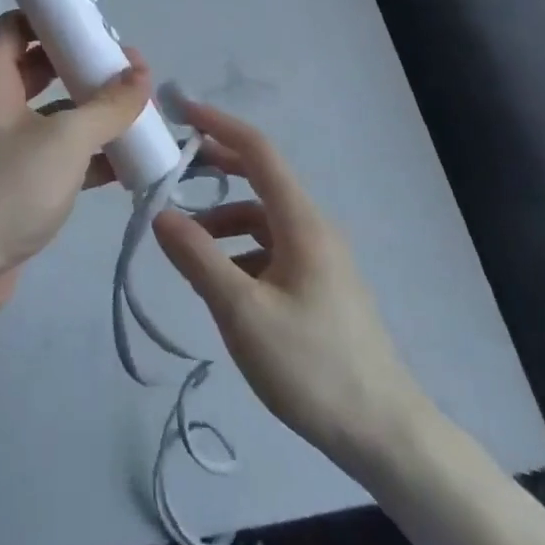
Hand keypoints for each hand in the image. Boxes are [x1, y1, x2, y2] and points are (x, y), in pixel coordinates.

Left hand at [0, 11, 151, 316]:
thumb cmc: (8, 188)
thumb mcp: (65, 140)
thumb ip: (107, 106)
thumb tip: (141, 72)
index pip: (16, 25)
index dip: (51, 17)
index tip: (93, 25)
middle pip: (41, 66)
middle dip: (83, 65)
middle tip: (125, 69)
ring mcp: (7, 143)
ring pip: (54, 111)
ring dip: (92, 110)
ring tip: (136, 110)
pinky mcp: (20, 179)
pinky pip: (59, 152)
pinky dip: (89, 152)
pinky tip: (127, 161)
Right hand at [152, 100, 433, 462]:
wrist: (385, 435)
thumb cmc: (312, 366)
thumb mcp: (243, 313)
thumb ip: (198, 258)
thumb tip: (160, 213)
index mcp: (301, 221)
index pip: (258, 150)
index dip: (219, 124)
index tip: (181, 110)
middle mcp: (313, 227)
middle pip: (260, 179)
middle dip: (216, 166)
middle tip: (171, 169)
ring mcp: (320, 258)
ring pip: (262, 219)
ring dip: (222, 218)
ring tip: (185, 242)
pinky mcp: (319, 285)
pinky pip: (270, 248)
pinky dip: (239, 249)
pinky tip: (220, 282)